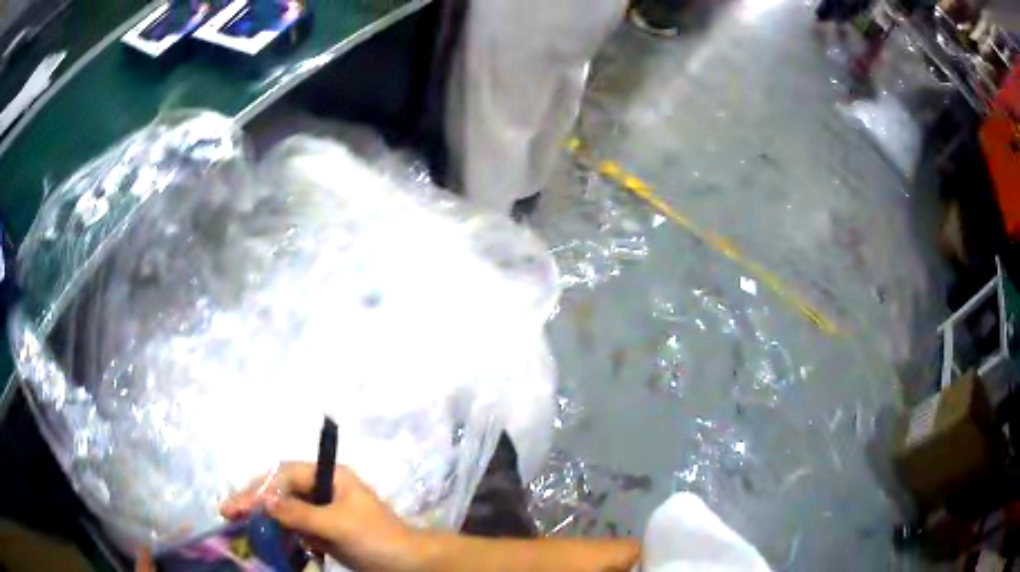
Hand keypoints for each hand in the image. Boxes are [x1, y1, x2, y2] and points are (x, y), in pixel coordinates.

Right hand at [221, 462, 423, 571]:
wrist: (408, 564)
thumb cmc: (376, 538)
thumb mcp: (337, 525)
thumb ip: (300, 514)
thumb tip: (265, 503)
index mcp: (330, 477)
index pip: (285, 476)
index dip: (260, 489)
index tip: (240, 506)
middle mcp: (324, 488)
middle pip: (281, 490)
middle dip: (256, 501)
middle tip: (229, 513)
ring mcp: (324, 510)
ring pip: (286, 509)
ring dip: (265, 518)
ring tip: (240, 526)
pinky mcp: (325, 530)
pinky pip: (296, 527)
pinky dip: (281, 533)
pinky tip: (267, 540)